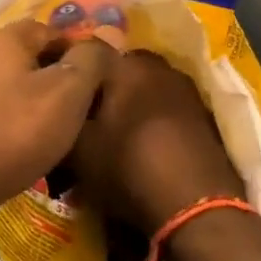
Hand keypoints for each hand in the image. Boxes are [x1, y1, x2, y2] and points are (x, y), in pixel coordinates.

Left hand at [0, 19, 116, 230]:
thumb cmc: (14, 132)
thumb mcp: (65, 93)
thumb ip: (88, 61)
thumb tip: (104, 38)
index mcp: (3, 40)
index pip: (50, 30)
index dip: (79, 51)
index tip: (101, 81)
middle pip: (31, 59)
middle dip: (60, 80)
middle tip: (87, 110)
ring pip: (15, 88)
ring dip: (40, 105)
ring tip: (65, 133)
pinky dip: (18, 125)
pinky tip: (33, 149)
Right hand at [68, 50, 243, 234]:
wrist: (197, 209)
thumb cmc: (129, 167)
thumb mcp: (78, 147)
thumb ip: (64, 114)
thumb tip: (56, 101)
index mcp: (126, 64)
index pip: (89, 51)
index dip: (71, 70)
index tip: (58, 91)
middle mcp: (159, 67)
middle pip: (120, 68)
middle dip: (103, 86)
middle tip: (86, 112)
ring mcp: (186, 91)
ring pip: (145, 87)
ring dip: (130, 103)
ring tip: (114, 131)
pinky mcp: (205, 117)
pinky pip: (167, 108)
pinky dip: (153, 120)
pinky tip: (143, 144)